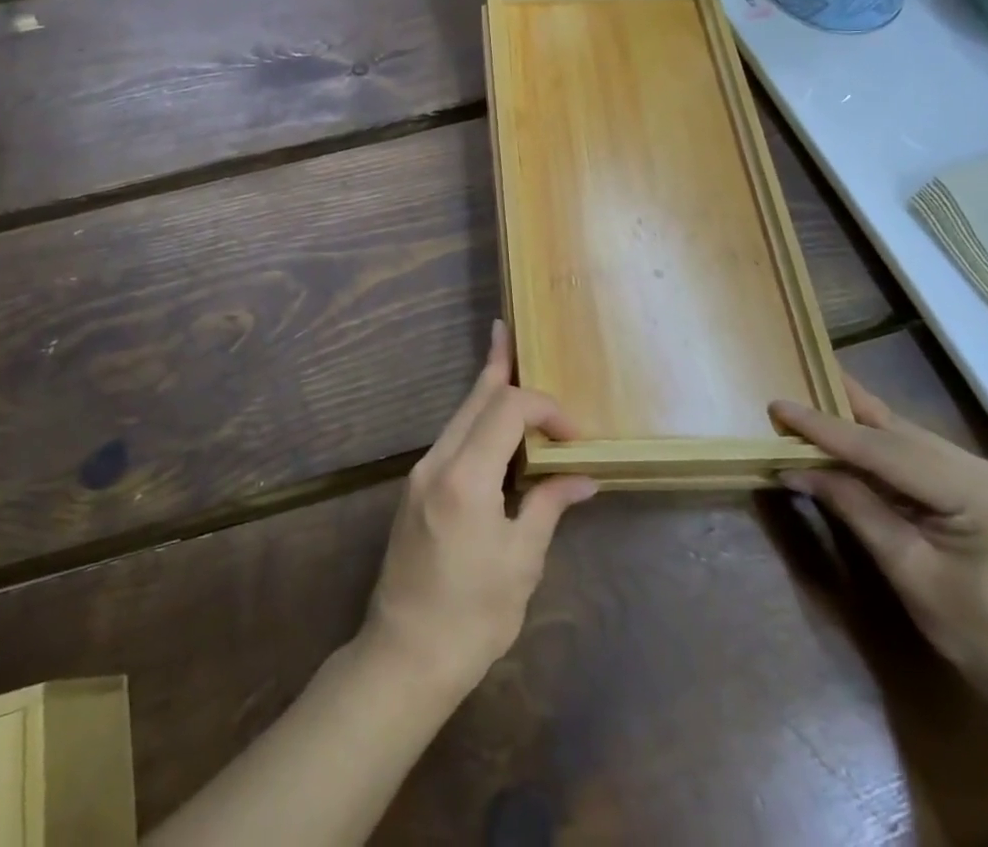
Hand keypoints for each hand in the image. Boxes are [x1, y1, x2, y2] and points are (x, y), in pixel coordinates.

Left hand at [359, 320, 595, 701]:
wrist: (405, 654)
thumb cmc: (473, 615)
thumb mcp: (522, 561)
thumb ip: (549, 506)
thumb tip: (582, 478)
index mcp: (465, 476)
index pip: (507, 409)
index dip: (544, 409)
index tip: (573, 437)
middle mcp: (437, 462)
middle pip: (474, 400)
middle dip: (499, 369)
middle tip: (507, 332)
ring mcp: (420, 474)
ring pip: (459, 416)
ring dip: (487, 394)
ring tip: (503, 361)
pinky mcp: (416, 489)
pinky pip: (451, 439)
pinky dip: (476, 423)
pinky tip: (491, 424)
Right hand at [769, 378, 987, 713]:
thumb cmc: (983, 637)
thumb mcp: (908, 570)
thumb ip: (854, 507)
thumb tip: (794, 468)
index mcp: (978, 491)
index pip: (883, 449)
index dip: (825, 428)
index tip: (778, 406)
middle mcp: (987, 470)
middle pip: (897, 434)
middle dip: (839, 416)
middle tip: (788, 395)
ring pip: (907, 440)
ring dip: (857, 429)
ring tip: (809, 408)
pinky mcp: (984, 491)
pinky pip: (920, 458)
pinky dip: (879, 450)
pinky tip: (850, 438)